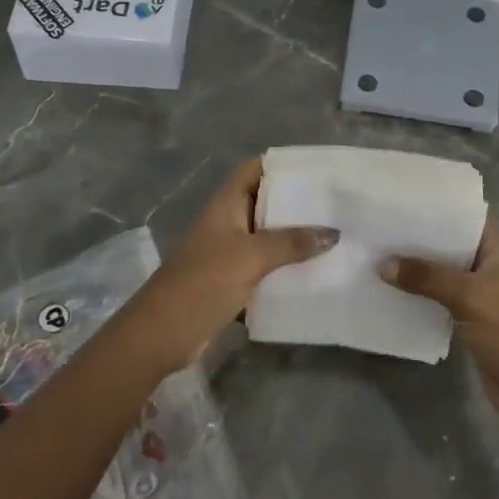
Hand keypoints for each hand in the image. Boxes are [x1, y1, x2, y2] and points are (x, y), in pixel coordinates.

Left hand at [122, 159, 337, 373]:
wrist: (162, 333)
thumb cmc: (204, 282)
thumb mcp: (251, 257)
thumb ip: (291, 242)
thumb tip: (333, 232)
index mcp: (225, 204)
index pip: (255, 169)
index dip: (283, 165)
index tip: (318, 170)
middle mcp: (227, 222)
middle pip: (265, 202)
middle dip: (297, 204)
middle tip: (336, 205)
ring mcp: (228, 253)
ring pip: (267, 237)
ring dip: (294, 239)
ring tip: (334, 237)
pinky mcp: (231, 281)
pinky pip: (264, 267)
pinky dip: (285, 268)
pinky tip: (314, 273)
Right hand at [380, 219, 498, 430]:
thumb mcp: (470, 297)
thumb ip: (427, 277)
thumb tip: (383, 264)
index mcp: (498, 247)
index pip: (465, 213)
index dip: (437, 203)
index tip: (401, 196)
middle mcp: (489, 263)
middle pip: (450, 241)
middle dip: (418, 235)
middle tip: (377, 224)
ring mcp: (481, 291)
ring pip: (442, 270)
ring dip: (415, 266)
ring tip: (375, 252)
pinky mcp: (470, 317)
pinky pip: (439, 296)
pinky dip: (419, 292)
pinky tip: (390, 288)